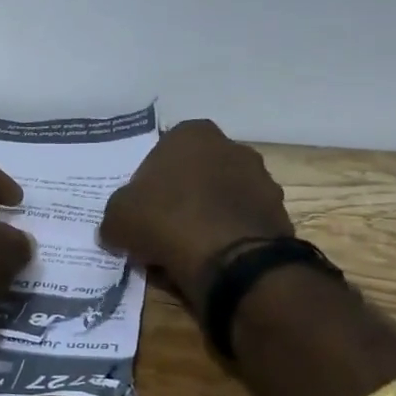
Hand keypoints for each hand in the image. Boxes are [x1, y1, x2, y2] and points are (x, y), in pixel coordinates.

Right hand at [99, 120, 293, 301]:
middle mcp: (233, 148)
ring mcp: (262, 181)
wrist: (231, 260)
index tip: (141, 207)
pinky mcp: (279, 215)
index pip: (164, 150)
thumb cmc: (167, 220)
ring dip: (206, 218)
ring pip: (221, 199)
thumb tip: (116, 228)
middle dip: (181, 197)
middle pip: (196, 173)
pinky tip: (210, 261)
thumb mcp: (118, 217)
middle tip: (160, 228)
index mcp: (193, 134)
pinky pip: (242, 225)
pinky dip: (228, 239)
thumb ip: (116, 215)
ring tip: (185, 251)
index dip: (150, 181)